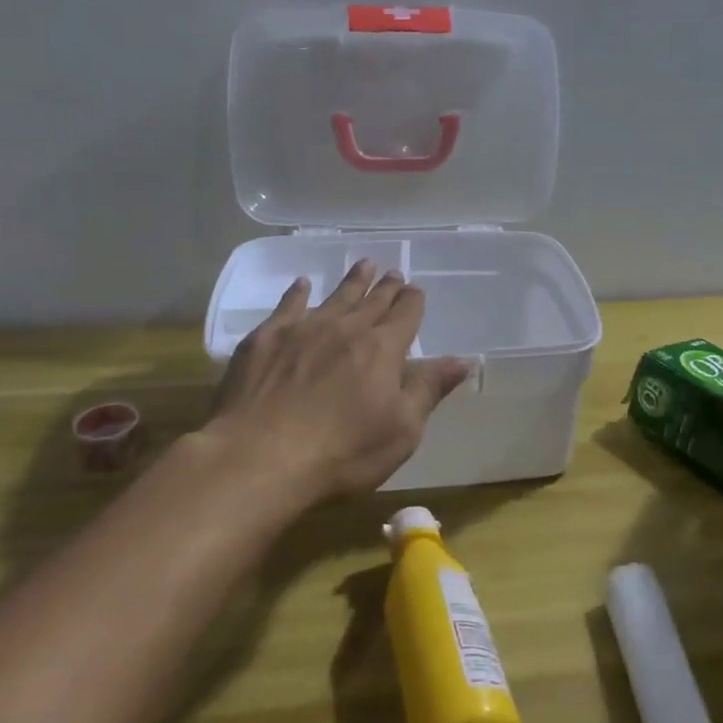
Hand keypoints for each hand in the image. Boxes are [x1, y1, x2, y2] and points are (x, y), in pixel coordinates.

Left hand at [205, 261, 469, 502]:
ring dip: (352, 281)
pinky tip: (303, 284)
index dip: (413, 301)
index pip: (405, 315)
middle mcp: (346, 328)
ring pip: (336, 296)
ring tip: (364, 265)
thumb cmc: (342, 452)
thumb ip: (429, 389)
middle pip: (372, 301)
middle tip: (393, 272)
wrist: (259, 456)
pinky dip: (298, 292)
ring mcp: (304, 328)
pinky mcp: (266, 338)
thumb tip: (464, 359)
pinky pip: (288, 305)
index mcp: (383, 348)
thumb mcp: (402, 430)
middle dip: (386, 287)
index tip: (416, 289)